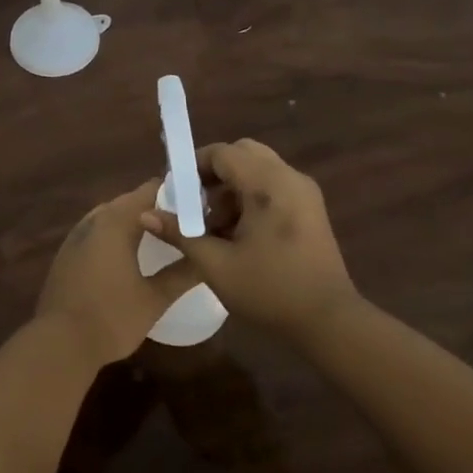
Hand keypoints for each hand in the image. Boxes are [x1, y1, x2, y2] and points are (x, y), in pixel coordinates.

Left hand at [38, 181, 200, 365]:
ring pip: (111, 216)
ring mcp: (76, 236)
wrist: (59, 343)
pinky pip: (97, 232)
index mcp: (116, 222)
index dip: (175, 193)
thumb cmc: (111, 317)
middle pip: (129, 202)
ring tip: (161, 236)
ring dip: (134, 221)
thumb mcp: (155, 298)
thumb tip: (208, 257)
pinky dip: (116, 235)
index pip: (150, 191)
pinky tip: (129, 254)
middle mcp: (93, 220)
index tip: (199, 204)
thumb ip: (183, 273)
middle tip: (184, 222)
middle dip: (156, 208)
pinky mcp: (67, 254)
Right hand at [140, 139, 359, 335]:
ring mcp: (304, 192)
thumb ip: (180, 233)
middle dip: (214, 174)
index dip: (193, 166)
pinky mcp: (311, 209)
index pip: (223, 152)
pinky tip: (239, 235)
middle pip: (243, 154)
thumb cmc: (269, 290)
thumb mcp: (215, 264)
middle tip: (196, 205)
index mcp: (268, 184)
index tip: (176, 192)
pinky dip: (251, 198)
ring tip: (215, 228)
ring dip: (232, 188)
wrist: (328, 321)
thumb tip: (145, 215)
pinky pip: (274, 186)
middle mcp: (289, 178)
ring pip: (259, 170)